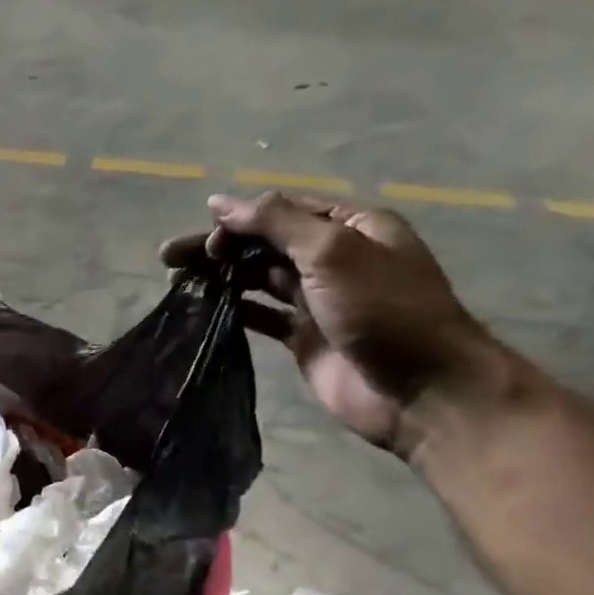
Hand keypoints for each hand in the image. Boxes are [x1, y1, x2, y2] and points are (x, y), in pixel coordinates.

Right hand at [162, 193, 511, 455]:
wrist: (423, 391)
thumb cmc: (384, 310)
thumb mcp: (332, 251)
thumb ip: (275, 223)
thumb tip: (220, 203)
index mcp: (351, 228)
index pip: (284, 210)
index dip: (240, 218)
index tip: (204, 236)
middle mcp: (334, 259)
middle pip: (264, 243)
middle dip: (219, 246)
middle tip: (171, 257)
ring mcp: (318, 300)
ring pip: (258, 278)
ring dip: (220, 275)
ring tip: (178, 280)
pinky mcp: (304, 337)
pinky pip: (260, 315)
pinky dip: (232, 309)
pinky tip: (203, 308)